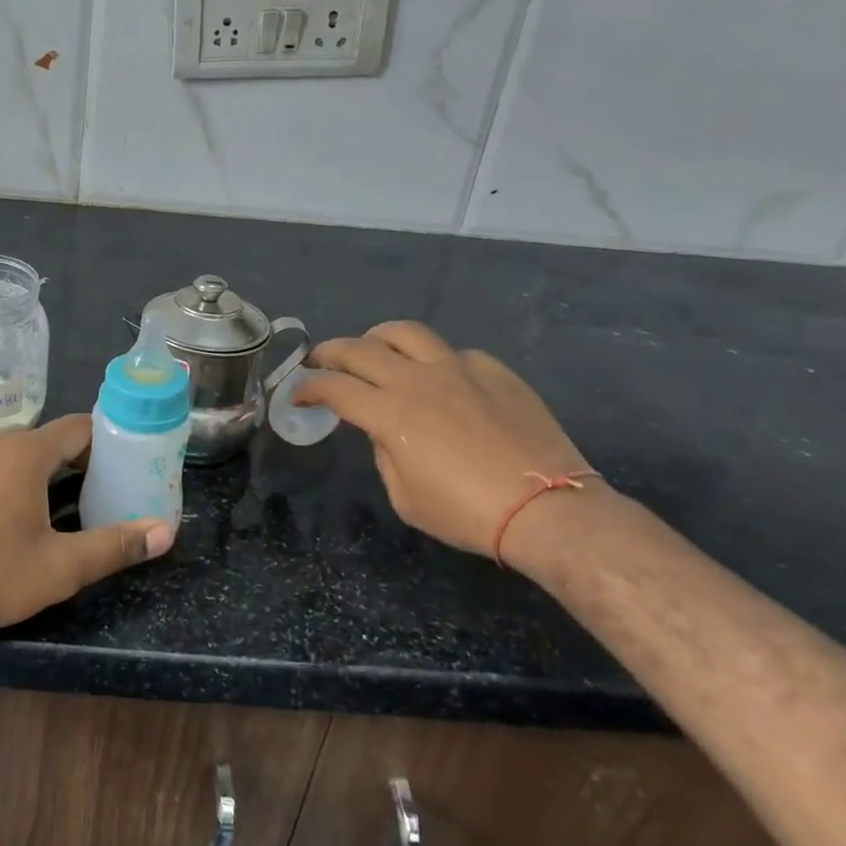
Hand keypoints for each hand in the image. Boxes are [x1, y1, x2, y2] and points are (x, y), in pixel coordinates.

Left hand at [0, 416, 172, 644]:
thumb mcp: (60, 567)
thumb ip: (114, 545)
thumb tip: (166, 531)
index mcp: (26, 452)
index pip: (81, 427)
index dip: (112, 441)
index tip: (136, 464)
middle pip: (55, 441)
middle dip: (88, 462)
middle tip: (116, 492)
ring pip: (26, 457)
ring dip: (56, 476)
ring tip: (83, 507)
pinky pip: (1, 471)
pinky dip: (25, 484)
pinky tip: (32, 520)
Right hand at [294, 322, 593, 557]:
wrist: (548, 510)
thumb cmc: (467, 513)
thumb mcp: (405, 497)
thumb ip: (384, 455)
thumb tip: (384, 432)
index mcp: (389, 413)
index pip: (334, 388)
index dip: (308, 387)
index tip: (298, 394)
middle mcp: (417, 380)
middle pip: (359, 349)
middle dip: (329, 352)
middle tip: (319, 360)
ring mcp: (459, 369)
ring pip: (406, 332)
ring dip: (377, 338)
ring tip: (372, 348)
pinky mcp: (495, 371)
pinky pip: (455, 353)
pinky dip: (435, 361)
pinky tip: (441, 379)